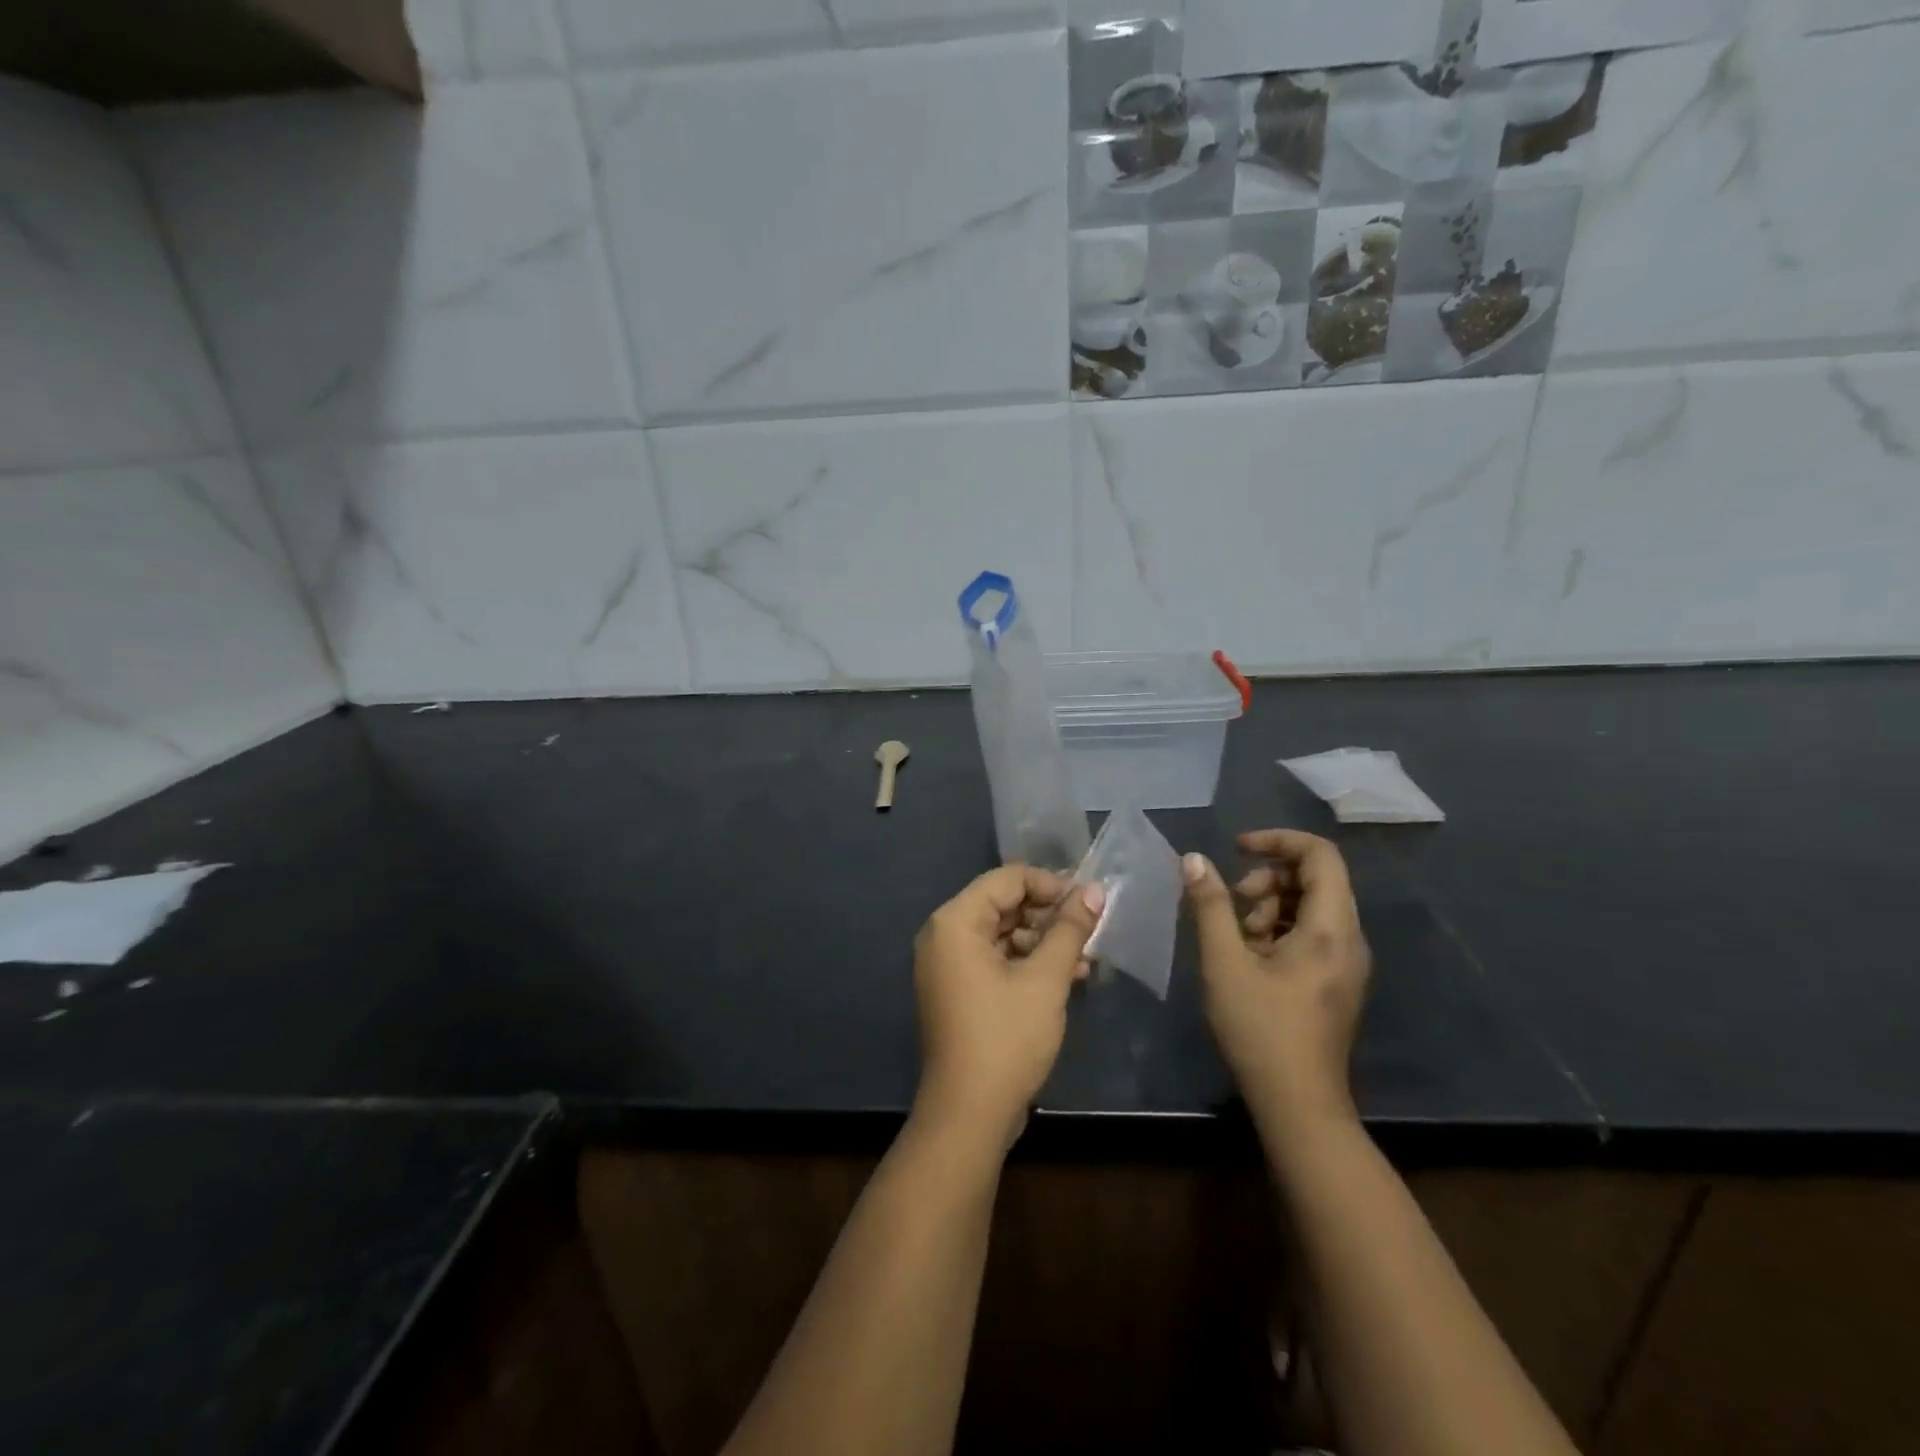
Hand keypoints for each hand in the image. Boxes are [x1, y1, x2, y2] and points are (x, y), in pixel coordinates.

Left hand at [912, 866, 1105, 1151]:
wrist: (968, 1114)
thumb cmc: (1006, 1038)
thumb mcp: (1045, 979)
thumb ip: (1069, 929)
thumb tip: (1094, 891)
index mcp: (955, 922)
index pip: (1007, 879)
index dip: (1050, 884)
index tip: (1088, 901)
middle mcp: (944, 936)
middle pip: (1003, 905)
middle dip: (1049, 915)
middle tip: (1091, 928)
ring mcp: (948, 966)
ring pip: (1003, 935)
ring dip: (1044, 942)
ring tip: (1086, 958)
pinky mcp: (958, 991)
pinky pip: (995, 960)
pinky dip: (1027, 964)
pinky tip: (1068, 977)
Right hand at [1183, 830, 1370, 1137]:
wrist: (1299, 1105)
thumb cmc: (1260, 1030)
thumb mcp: (1224, 962)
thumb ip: (1210, 906)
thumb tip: (1194, 860)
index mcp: (1331, 928)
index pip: (1320, 855)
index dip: (1277, 840)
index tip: (1237, 849)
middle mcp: (1350, 939)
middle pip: (1315, 879)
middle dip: (1268, 879)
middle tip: (1232, 903)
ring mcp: (1347, 962)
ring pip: (1310, 907)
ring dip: (1269, 906)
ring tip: (1236, 938)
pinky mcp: (1336, 981)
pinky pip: (1311, 934)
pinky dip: (1278, 930)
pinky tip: (1249, 958)